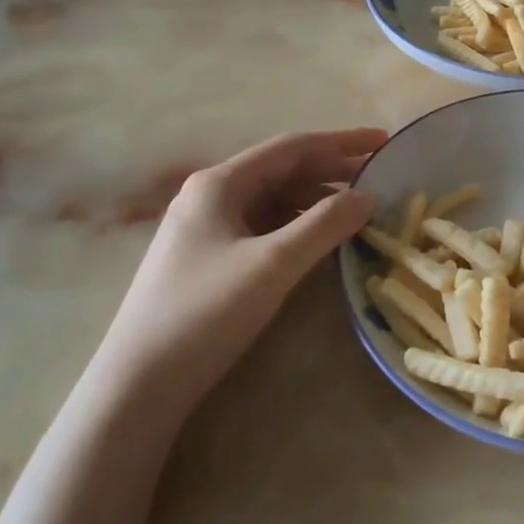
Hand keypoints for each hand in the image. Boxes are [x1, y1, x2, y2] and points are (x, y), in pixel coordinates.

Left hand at [87, 129, 384, 407]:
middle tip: (380, 179)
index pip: (292, 147)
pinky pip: (265, 229)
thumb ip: (324, 225)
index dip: (341, 142)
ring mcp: (207, 229)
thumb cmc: (206, 312)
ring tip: (358, 213)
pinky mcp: (210, 259)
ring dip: (317, 202)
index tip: (384, 141)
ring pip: (274, 202)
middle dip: (332, 171)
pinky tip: (322, 243)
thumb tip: (367, 196)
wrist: (139, 382)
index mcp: (220, 183)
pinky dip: (298, 228)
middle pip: (283, 171)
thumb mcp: (273, 264)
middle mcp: (211, 196)